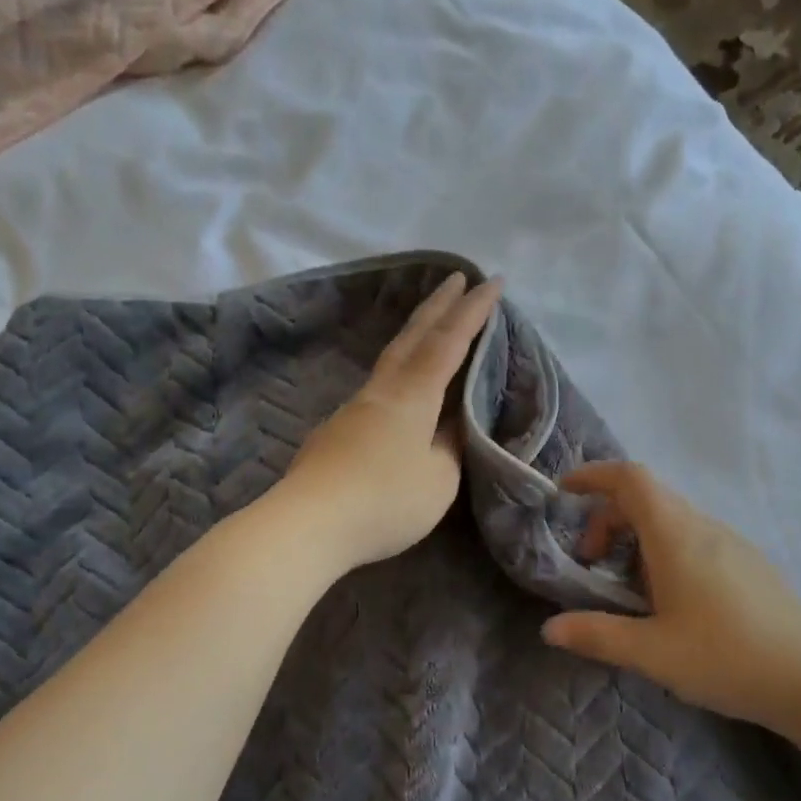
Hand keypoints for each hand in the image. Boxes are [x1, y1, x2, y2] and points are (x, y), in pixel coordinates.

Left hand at [280, 271, 502, 571]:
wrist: (307, 524)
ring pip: (392, 358)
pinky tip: (403, 393)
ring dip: (416, 334)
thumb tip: (451, 426)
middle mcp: (382, 391)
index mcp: (413, 395)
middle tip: (457, 277)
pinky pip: (380, 387)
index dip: (473, 311)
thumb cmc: (385, 501)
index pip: (449, 342)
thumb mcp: (439, 480)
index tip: (492, 281)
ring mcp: (354, 408)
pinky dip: (401, 370)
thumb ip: (450, 447)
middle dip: (439, 305)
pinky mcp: (337, 431)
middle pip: (413, 336)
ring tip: (433, 326)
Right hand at [542, 463, 800, 738]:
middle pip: (647, 497)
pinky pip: (695, 537)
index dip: (594, 475)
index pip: (631, 478)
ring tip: (629, 589)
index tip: (565, 493)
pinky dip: (666, 550)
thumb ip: (597, 635)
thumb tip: (549, 628)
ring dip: (638, 537)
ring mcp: (732, 541)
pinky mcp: (750, 562)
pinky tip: (673, 601)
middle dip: (608, 518)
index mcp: (676, 535)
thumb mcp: (652, 652)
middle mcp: (703, 526)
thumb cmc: (725, 657)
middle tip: (591, 562)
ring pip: (672, 518)